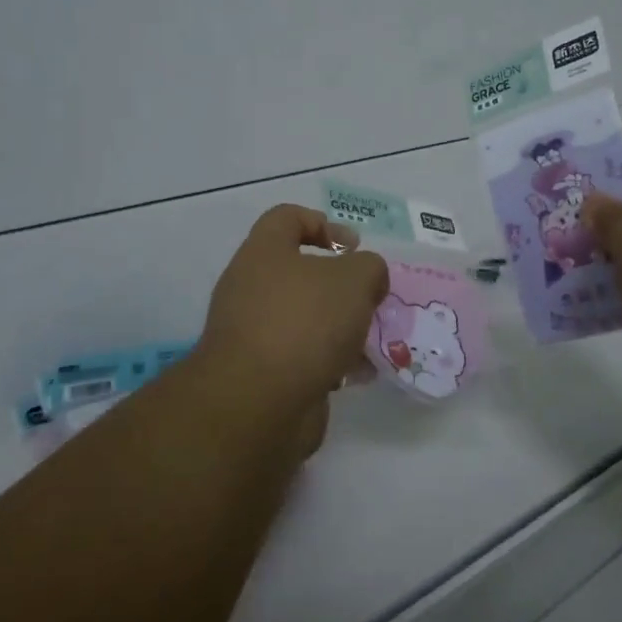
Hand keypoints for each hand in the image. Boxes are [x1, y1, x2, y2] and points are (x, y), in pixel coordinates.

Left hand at [197, 205, 389, 418]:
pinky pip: (302, 356)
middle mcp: (251, 287)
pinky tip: (355, 374)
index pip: (287, 217)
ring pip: (305, 317)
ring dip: (340, 327)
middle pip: (301, 272)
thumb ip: (369, 267)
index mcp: (263, 252)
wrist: (257, 403)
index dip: (323, 223)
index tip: (354, 247)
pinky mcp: (261, 373)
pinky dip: (329, 361)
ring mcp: (253, 332)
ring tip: (370, 341)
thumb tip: (367, 279)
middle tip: (369, 299)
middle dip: (341, 285)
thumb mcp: (354, 279)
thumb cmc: (304, 322)